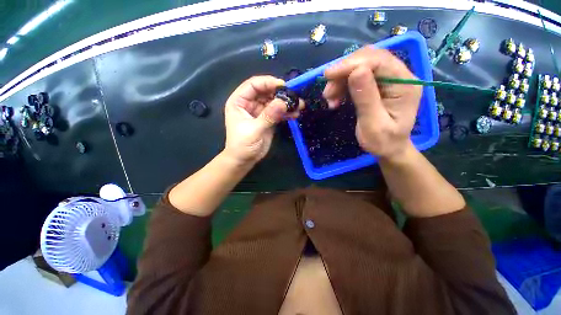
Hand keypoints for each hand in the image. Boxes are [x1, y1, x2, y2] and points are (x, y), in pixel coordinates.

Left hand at [223, 76, 303, 164]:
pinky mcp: (268, 119)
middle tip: (295, 96)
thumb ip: (268, 115)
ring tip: (299, 105)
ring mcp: (260, 111)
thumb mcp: (254, 130)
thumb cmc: (242, 145)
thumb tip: (283, 102)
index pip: (253, 85)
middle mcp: (249, 103)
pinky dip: (286, 112)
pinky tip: (295, 114)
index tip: (283, 85)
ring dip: (286, 103)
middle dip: (280, 93)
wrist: (244, 160)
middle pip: (266, 92)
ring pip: (274, 101)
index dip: (268, 82)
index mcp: (239, 101)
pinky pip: (278, 112)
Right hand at [323, 47, 421, 160]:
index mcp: (405, 84)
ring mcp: (388, 79)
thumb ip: (366, 99)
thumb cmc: (383, 141)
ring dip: (341, 80)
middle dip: (344, 71)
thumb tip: (356, 71)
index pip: (379, 61)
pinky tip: (335, 99)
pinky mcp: (377, 85)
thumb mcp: (373, 125)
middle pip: (369, 59)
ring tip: (329, 98)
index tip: (329, 75)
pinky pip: (356, 77)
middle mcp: (399, 75)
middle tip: (328, 92)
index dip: (352, 64)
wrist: (388, 149)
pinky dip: (342, 85)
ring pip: (360, 66)